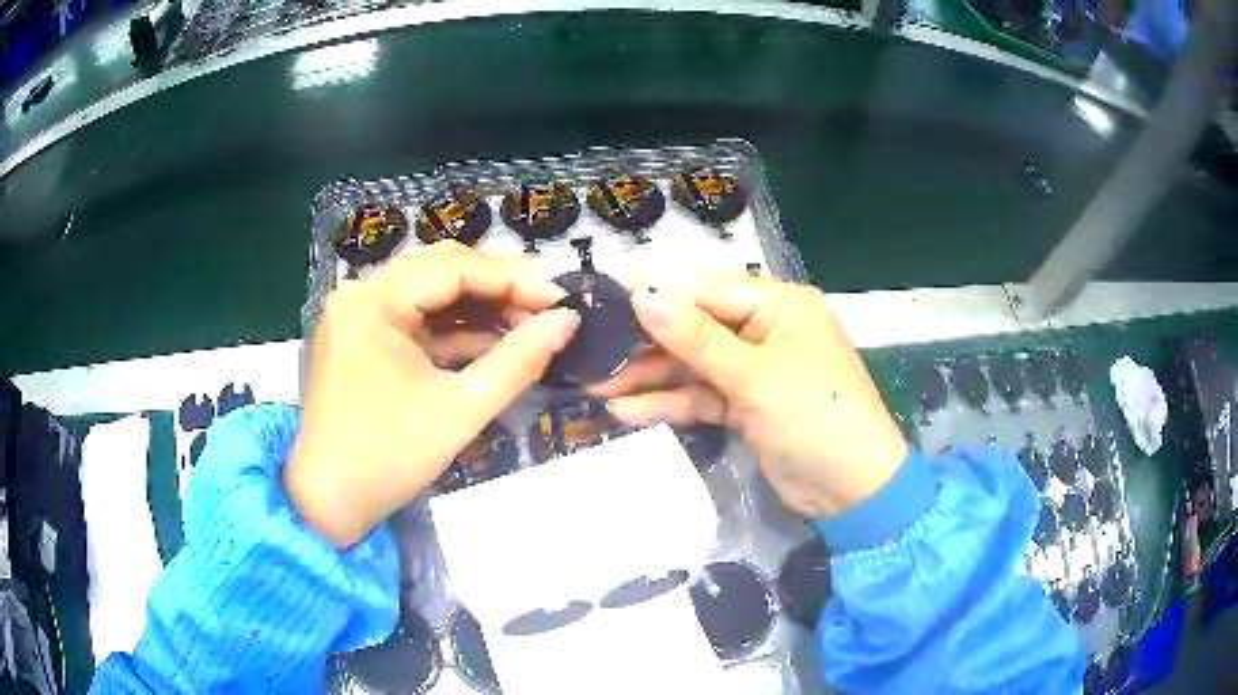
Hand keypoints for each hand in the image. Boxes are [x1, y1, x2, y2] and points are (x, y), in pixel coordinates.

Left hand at [286, 242, 579, 546]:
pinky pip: (415, 320)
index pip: (452, 268)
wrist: (330, 503)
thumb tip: (568, 322)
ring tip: (527, 326)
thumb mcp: (460, 410)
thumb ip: (518, 361)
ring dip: (478, 307)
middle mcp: (360, 294)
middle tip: (546, 309)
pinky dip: (453, 330)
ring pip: (429, 292)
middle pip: (439, 270)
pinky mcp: (363, 338)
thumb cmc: (388, 459)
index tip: (561, 299)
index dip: (512, 279)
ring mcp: (358, 315)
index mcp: (372, 302)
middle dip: (496, 287)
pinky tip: (492, 342)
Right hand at [591, 275, 906, 517]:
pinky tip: (627, 411)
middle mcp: (765, 329)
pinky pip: (702, 396)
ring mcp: (754, 370)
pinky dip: (670, 403)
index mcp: (778, 305)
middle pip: (696, 327)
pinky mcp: (746, 406)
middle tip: (594, 352)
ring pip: (694, 365)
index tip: (604, 301)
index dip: (658, 295)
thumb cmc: (814, 418)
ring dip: (651, 377)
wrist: (852, 491)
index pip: (707, 289)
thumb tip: (642, 292)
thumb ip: (695, 337)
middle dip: (648, 343)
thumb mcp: (754, 376)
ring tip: (599, 387)